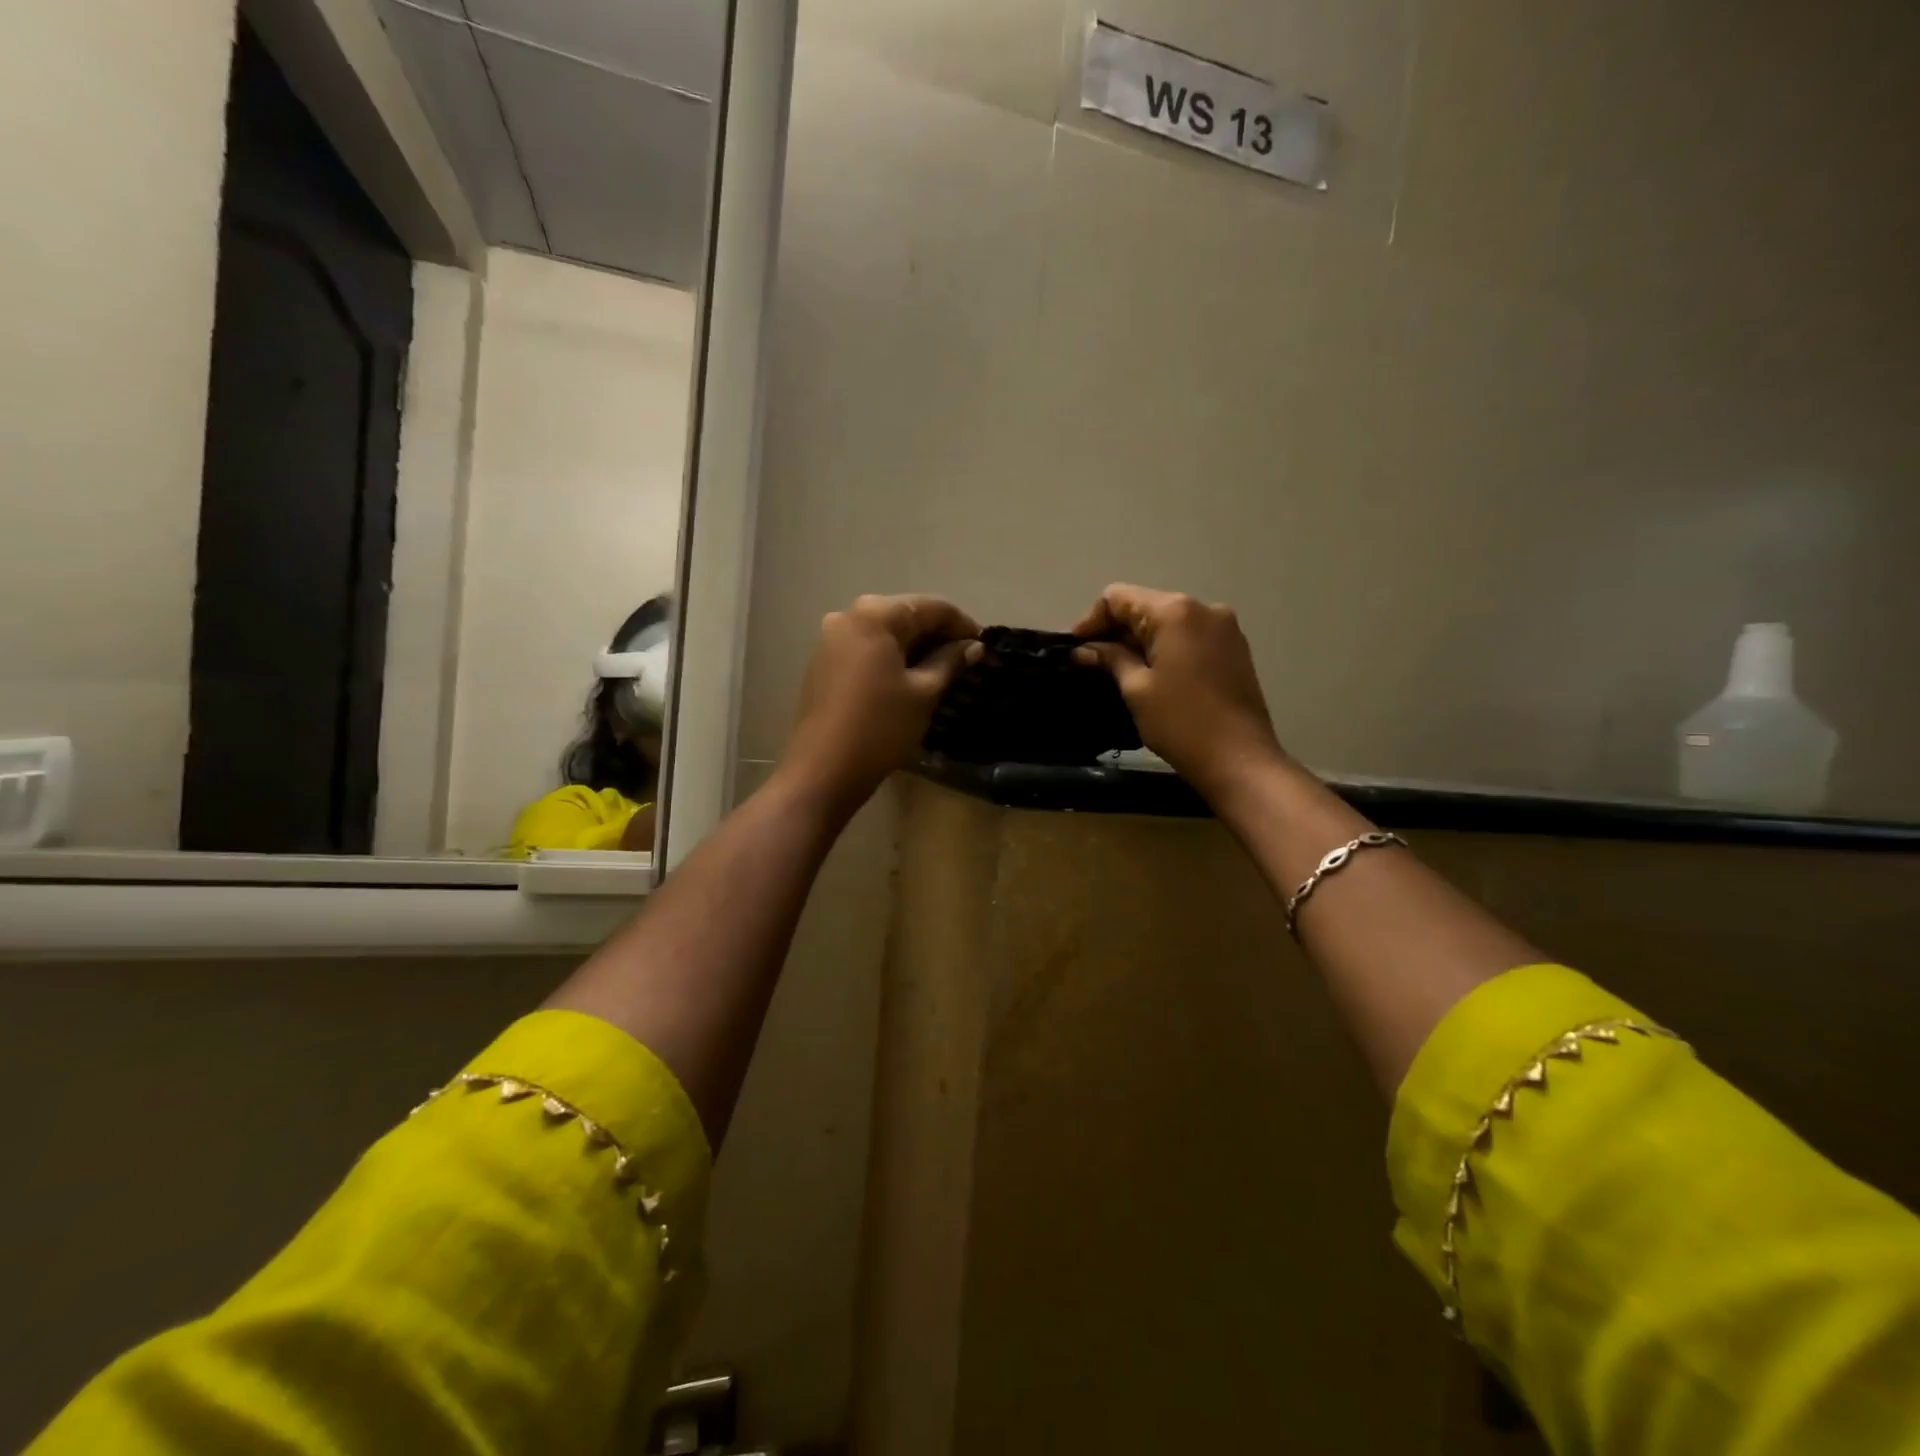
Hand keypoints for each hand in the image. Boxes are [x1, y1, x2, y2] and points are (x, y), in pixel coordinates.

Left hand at [784, 594, 981, 812]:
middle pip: (906, 616)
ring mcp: (831, 639)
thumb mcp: (924, 693)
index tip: (986, 647)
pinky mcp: (824, 663)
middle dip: (939, 635)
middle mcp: (849, 616)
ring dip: (917, 648)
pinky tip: (911, 680)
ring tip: (944, 672)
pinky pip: (868, 650)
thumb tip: (973, 647)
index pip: (932, 607)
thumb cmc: (880, 727)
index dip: (964, 625)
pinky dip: (893, 658)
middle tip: (968, 661)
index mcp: (875, 615)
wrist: (823, 770)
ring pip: (886, 634)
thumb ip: (951, 661)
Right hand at [1073, 583, 1286, 802]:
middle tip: (1091, 663)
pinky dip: (1165, 648)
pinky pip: (1189, 636)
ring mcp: (1224, 627)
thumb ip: (1110, 659)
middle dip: (1116, 631)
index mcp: (1175, 611)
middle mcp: (1203, 607)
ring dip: (1140, 640)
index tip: (1075, 650)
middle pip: (1145, 606)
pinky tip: (1152, 674)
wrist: (1240, 759)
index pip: (1119, 598)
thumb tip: (1083, 650)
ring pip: (1168, 622)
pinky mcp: (1234, 648)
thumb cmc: (1181, 722)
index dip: (1091, 621)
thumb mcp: (1136, 689)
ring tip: (1118, 671)